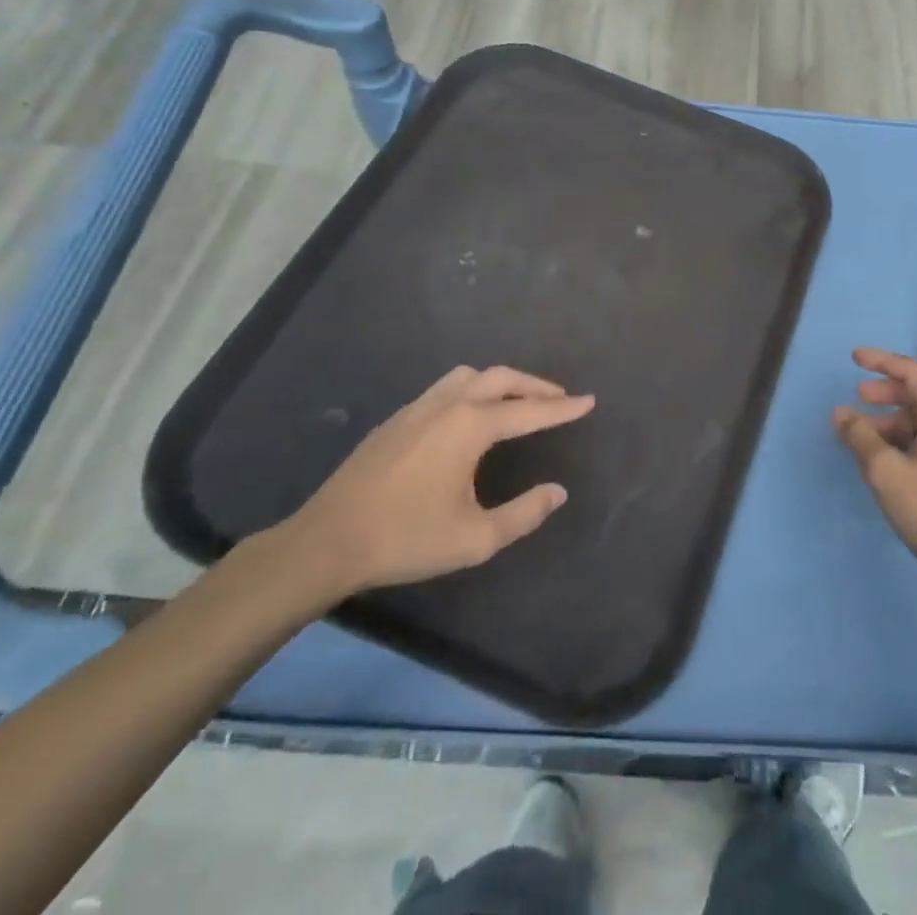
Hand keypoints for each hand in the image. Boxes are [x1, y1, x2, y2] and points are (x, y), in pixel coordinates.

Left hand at [279, 366, 592, 600]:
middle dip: (536, 386)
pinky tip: (472, 414)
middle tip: (560, 398)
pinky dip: (474, 388)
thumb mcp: (475, 539)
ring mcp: (418, 407)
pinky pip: (447, 386)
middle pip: (501, 378)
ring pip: (471, 375)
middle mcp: (448, 404)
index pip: (530, 411)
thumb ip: (524, 513)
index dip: (563, 408)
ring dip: (502, 381)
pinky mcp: (398, 418)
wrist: (327, 541)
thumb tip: (557, 491)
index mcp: (470, 427)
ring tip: (519, 400)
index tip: (589, 401)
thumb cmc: (405, 539)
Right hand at [834, 348, 916, 603]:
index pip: (911, 372)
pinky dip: (903, 442)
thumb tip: (841, 414)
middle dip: (884, 393)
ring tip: (862, 437)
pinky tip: (884, 461)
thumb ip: (860, 437)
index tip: (853, 358)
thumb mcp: (886, 472)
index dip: (881, 361)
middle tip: (857, 398)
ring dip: (890, 422)